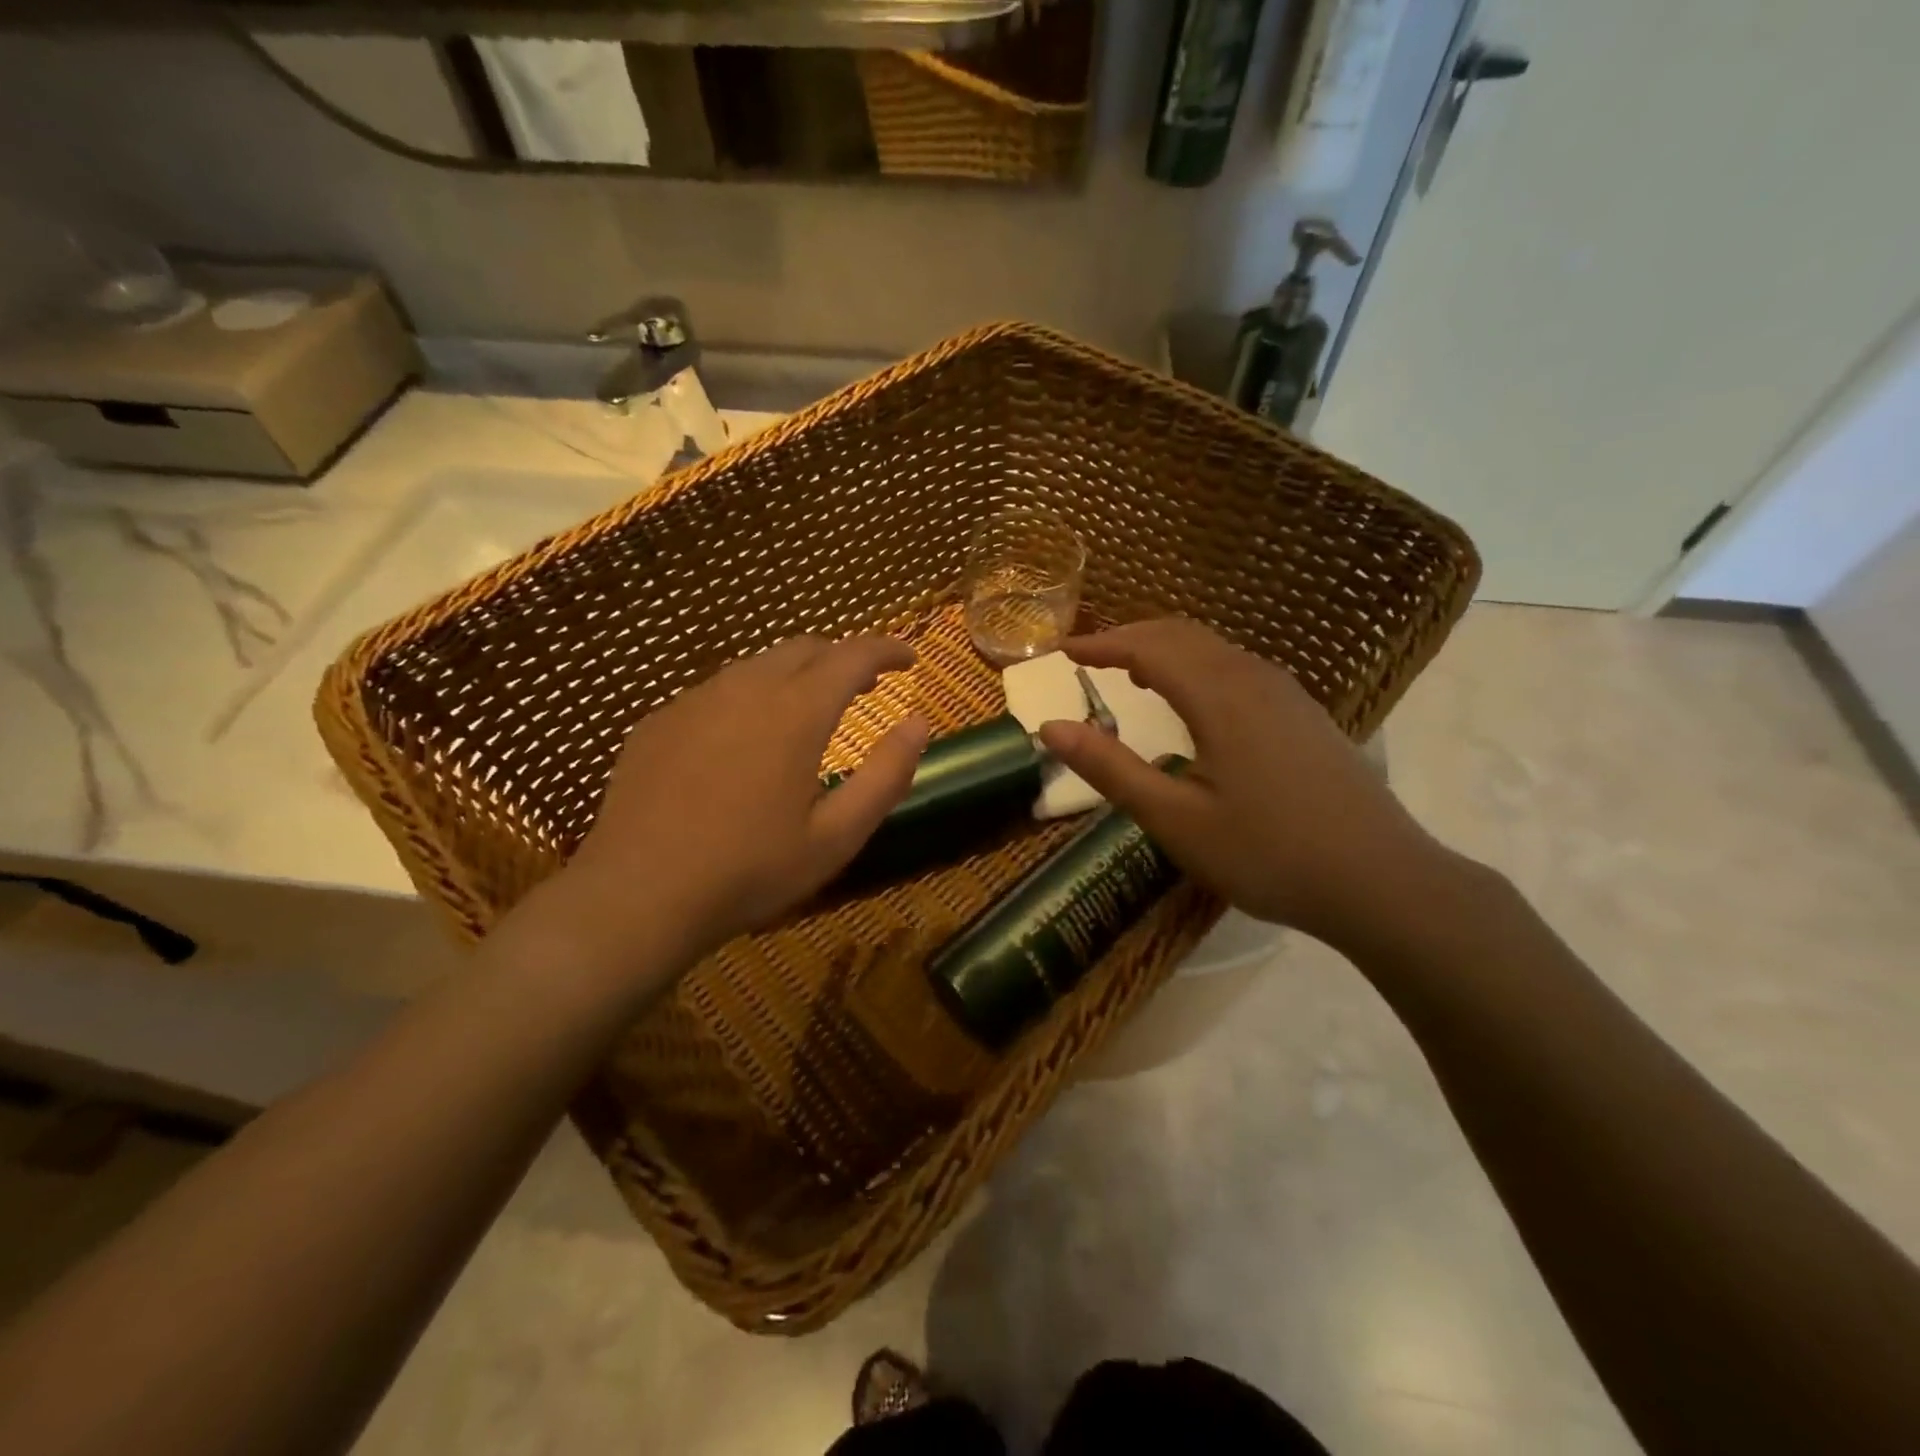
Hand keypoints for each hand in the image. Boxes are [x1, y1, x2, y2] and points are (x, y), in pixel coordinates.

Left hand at [514, 635, 927, 980]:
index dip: (887, 649)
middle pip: (804, 649)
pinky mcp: (659, 721)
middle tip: (864, 686)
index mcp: (796, 712)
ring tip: (809, 710)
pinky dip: (749, 698)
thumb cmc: (750, 871)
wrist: (638, 896)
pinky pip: (717, 692)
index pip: (853, 655)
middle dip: (842, 658)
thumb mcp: (837, 836)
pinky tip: (744, 741)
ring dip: (795, 676)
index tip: (909, 657)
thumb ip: (887, 775)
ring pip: (758, 666)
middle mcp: (745, 689)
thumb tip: (919, 723)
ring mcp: (695, 701)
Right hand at [1036, 618, 1447, 951]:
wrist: (1381, 881)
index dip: (1101, 645)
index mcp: (1219, 696)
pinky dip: (1198, 667)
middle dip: (1130, 638)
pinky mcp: (1305, 715)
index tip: (1063, 651)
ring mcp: (1287, 694)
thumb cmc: (1267, 854)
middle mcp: (1254, 678)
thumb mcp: (1175, 820)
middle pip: (1182, 636)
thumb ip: (1111, 769)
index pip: (1148, 647)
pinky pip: (1238, 668)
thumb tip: (1051, 727)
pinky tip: (1194, 701)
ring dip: (1166, 650)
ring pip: (1214, 649)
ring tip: (1131, 672)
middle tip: (1090, 658)